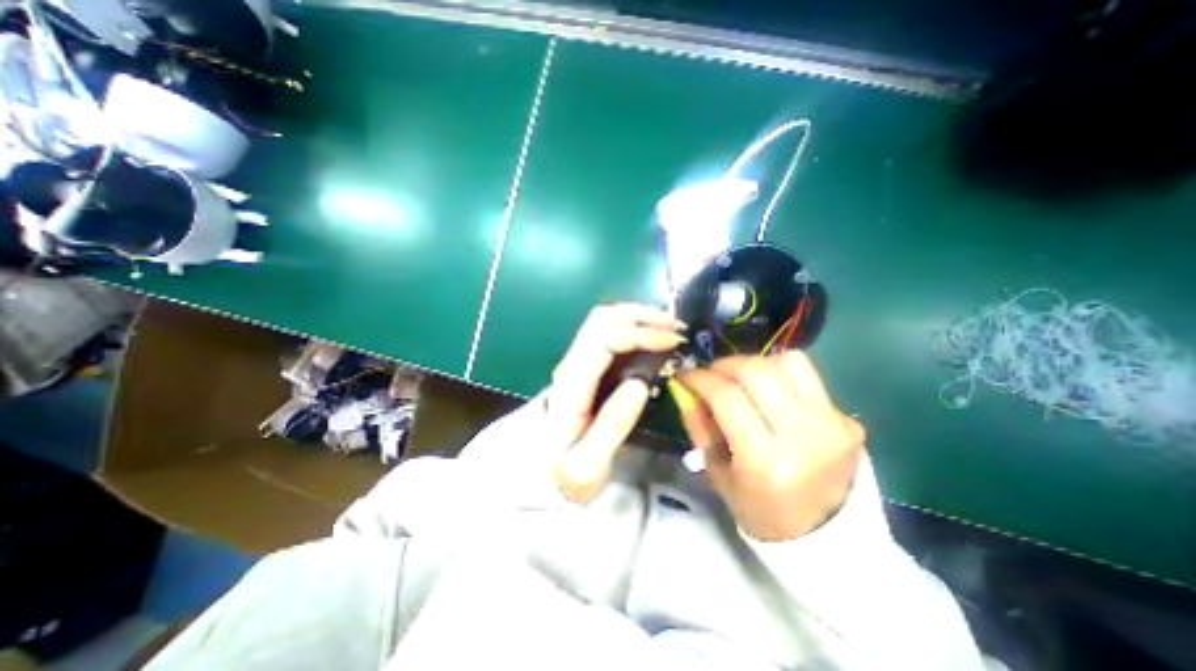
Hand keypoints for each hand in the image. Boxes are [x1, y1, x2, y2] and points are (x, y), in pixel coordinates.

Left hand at [549, 304, 685, 503]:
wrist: (537, 472)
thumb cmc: (564, 471)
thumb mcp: (587, 464)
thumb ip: (612, 426)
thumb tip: (640, 384)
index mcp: (572, 383)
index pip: (605, 338)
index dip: (641, 333)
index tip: (673, 342)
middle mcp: (571, 362)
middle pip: (602, 318)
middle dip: (642, 315)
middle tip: (677, 328)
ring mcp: (576, 360)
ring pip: (603, 319)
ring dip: (637, 316)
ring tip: (669, 327)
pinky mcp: (584, 363)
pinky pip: (607, 331)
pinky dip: (632, 325)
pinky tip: (651, 336)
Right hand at [676, 353, 866, 542]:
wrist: (828, 539)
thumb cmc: (761, 510)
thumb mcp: (717, 474)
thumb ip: (699, 427)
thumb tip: (688, 389)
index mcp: (765, 462)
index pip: (727, 398)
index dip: (700, 379)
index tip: (685, 374)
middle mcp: (803, 436)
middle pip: (757, 372)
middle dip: (725, 364)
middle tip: (711, 373)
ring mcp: (832, 425)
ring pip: (788, 362)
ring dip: (756, 364)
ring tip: (742, 379)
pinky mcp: (847, 420)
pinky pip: (808, 377)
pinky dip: (780, 374)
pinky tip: (771, 391)